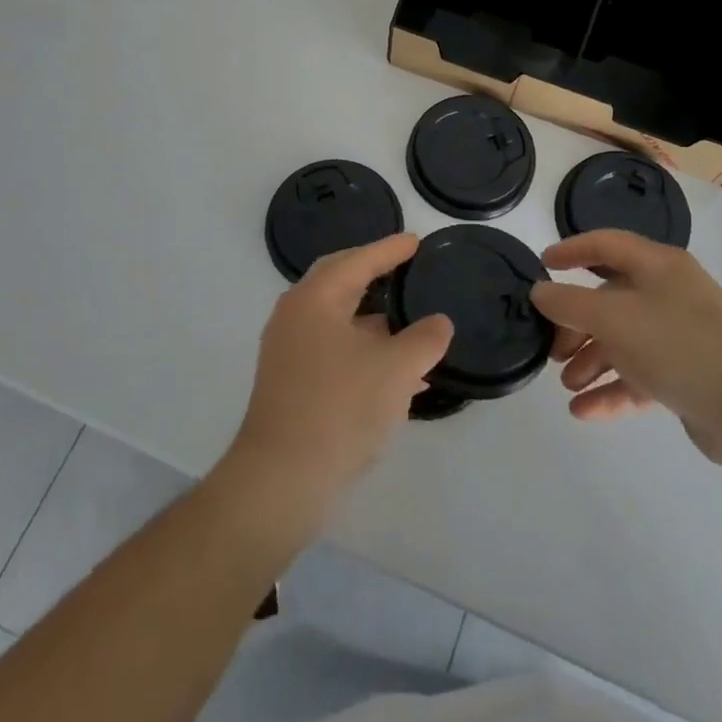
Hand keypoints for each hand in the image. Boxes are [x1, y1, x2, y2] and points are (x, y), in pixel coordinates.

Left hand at [224, 233, 451, 519]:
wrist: (282, 480)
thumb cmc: (340, 408)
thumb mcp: (395, 370)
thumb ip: (423, 339)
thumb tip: (438, 323)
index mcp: (315, 299)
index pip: (357, 260)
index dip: (389, 249)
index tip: (415, 241)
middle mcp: (295, 316)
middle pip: (339, 282)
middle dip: (373, 274)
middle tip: (404, 268)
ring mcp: (289, 352)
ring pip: (338, 321)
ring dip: (373, 320)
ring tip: (412, 324)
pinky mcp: (291, 384)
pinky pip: (334, 351)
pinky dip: (365, 351)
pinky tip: (399, 374)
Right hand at [531, 230, 721, 469]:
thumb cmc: (678, 346)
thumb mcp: (614, 318)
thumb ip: (569, 303)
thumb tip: (540, 291)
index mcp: (658, 266)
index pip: (607, 245)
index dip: (572, 249)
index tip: (542, 264)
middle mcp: (670, 294)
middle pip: (610, 299)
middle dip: (576, 324)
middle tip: (552, 349)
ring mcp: (680, 336)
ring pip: (623, 340)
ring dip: (591, 361)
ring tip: (567, 385)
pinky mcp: (687, 376)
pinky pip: (639, 375)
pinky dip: (611, 389)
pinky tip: (583, 411)